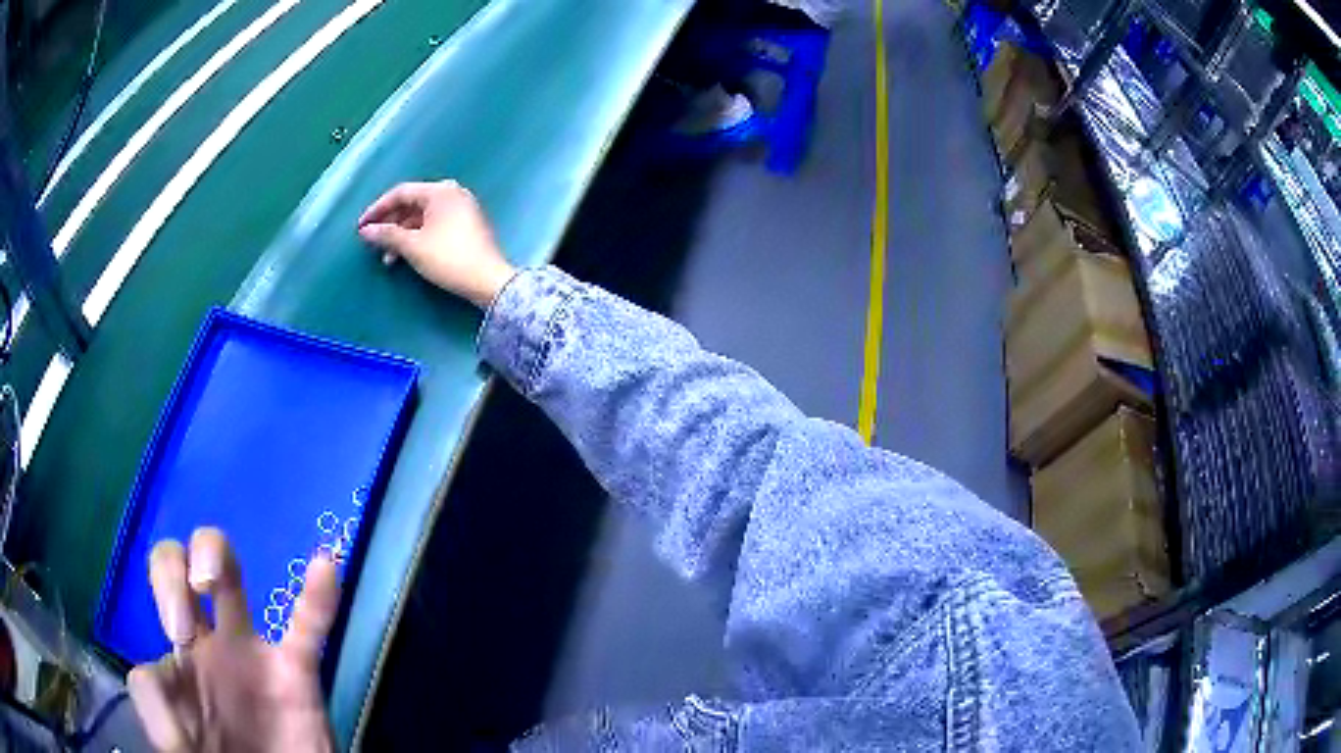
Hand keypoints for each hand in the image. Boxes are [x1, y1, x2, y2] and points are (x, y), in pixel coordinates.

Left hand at [128, 528, 338, 752]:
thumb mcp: (183, 752)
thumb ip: (160, 720)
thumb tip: (153, 677)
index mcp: (175, 674)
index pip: (148, 648)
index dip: (153, 665)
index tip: (175, 689)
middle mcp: (203, 649)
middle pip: (174, 570)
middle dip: (171, 575)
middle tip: (183, 627)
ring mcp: (250, 656)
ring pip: (228, 575)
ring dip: (214, 557)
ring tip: (211, 579)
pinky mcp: (297, 674)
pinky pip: (308, 627)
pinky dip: (317, 599)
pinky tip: (323, 567)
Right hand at [357, 180, 515, 307]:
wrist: (488, 281)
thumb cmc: (448, 258)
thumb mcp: (413, 246)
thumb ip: (387, 235)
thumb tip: (366, 231)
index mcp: (441, 191)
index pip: (401, 192)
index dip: (378, 209)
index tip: (361, 226)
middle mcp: (452, 193)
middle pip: (412, 204)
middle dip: (390, 224)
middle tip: (372, 242)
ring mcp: (462, 208)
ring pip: (422, 217)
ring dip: (402, 235)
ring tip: (387, 258)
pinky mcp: (466, 225)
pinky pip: (434, 225)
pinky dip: (417, 237)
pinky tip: (406, 256)